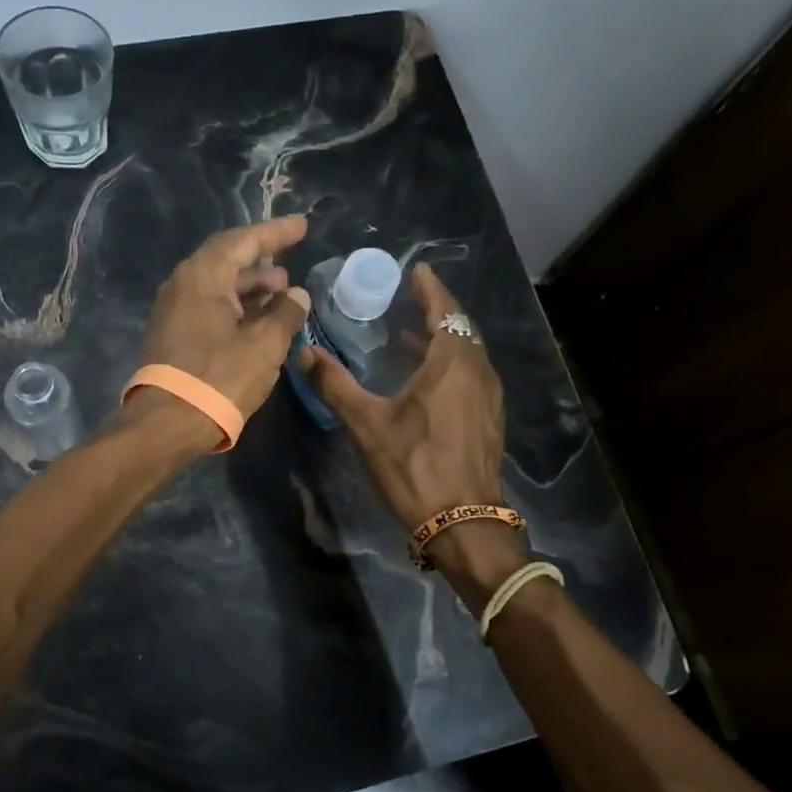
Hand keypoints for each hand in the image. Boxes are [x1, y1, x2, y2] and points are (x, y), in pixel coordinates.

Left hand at [130, 216, 312, 449]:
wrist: (168, 423)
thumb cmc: (220, 378)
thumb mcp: (265, 345)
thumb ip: (285, 313)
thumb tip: (296, 295)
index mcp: (203, 276)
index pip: (243, 241)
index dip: (275, 233)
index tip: (301, 226)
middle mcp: (182, 284)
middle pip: (226, 259)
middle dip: (261, 260)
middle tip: (290, 264)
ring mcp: (173, 310)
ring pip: (217, 285)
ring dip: (250, 286)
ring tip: (281, 293)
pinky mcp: (172, 334)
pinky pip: (208, 306)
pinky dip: (235, 306)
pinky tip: (257, 319)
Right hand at [302, 264, 525, 598]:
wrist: (464, 522)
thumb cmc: (414, 466)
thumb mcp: (366, 423)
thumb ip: (335, 384)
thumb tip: (304, 351)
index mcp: (452, 362)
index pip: (444, 309)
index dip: (429, 288)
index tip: (416, 270)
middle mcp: (477, 370)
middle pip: (459, 327)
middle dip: (435, 310)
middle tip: (407, 299)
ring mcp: (488, 396)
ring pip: (466, 352)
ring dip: (441, 338)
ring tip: (409, 334)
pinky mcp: (488, 418)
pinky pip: (470, 374)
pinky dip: (449, 363)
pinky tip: (425, 378)